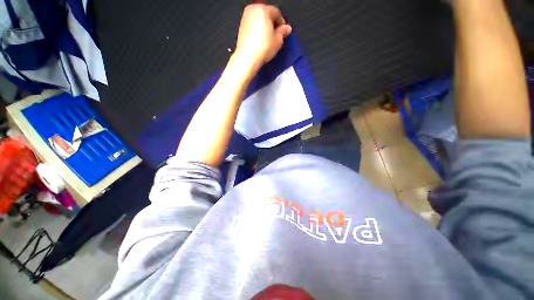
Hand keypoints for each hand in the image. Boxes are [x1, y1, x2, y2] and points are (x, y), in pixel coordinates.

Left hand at [234, 4, 291, 68]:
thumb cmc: (262, 48)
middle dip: (273, 24)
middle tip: (277, 37)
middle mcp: (252, 10)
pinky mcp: (241, 27)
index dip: (282, 23)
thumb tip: (286, 29)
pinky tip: (261, 42)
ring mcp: (245, 18)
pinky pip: (253, 26)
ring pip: (259, 20)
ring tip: (269, 41)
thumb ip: (283, 32)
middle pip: (267, 14)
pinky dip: (258, 31)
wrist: (247, 58)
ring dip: (265, 28)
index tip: (284, 32)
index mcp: (263, 9)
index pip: (277, 13)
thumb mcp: (278, 40)